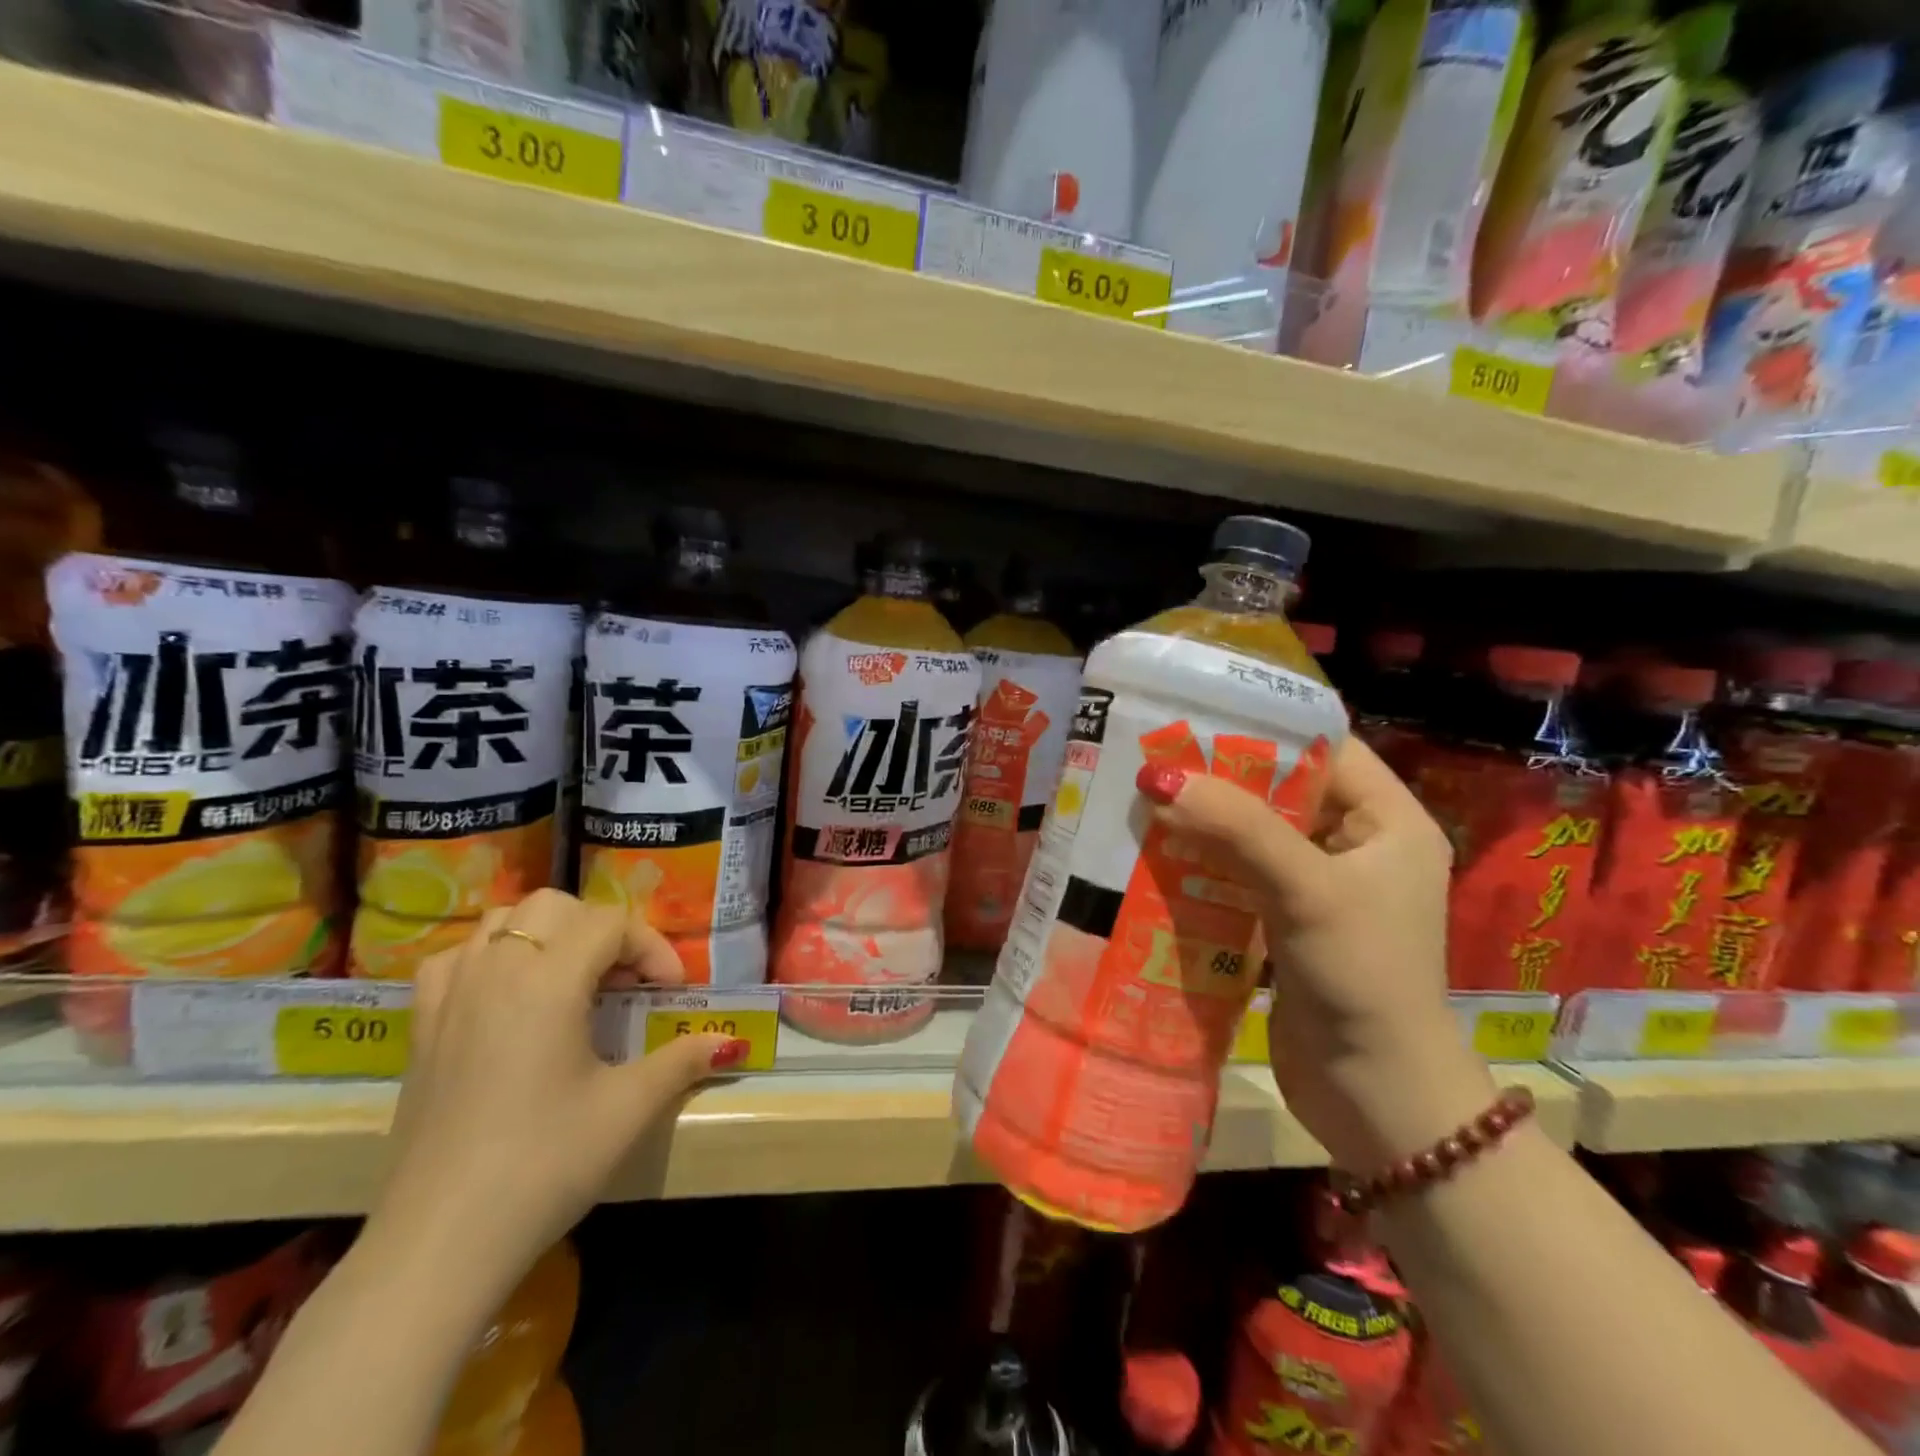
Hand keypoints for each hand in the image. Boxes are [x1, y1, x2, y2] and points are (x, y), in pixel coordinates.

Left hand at [365, 890, 748, 1309]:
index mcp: (548, 981)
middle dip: (600, 929)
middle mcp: (495, 970)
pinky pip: (456, 959)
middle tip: (625, 979)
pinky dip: (490, 957)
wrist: (439, 1244)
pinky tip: (508, 996)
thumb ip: (682, 1061)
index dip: (651, 947)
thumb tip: (729, 1042)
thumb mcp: (628, 1109)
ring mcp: (449, 996)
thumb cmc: (544, 1165)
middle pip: (555, 907)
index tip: (671, 991)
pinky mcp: (421, 1029)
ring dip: (546, 935)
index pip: (610, 924)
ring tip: (571, 981)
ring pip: (501, 921)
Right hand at [1139, 738, 1495, 1171]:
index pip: (1325, 749)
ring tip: (1145, 800)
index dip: (1265, 730)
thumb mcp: (1307, 890)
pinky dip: (1204, 864)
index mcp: (1389, 822)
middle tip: (1155, 758)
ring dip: (1206, 823)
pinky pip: (1240, 876)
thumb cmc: (1362, 977)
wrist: (1377, 1097)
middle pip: (1282, 791)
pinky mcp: (1287, 924)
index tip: (1198, 717)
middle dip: (1221, 778)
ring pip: (1254, 835)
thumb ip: (1237, 829)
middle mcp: (1357, 846)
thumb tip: (1158, 777)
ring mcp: (1321, 888)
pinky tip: (1156, 854)